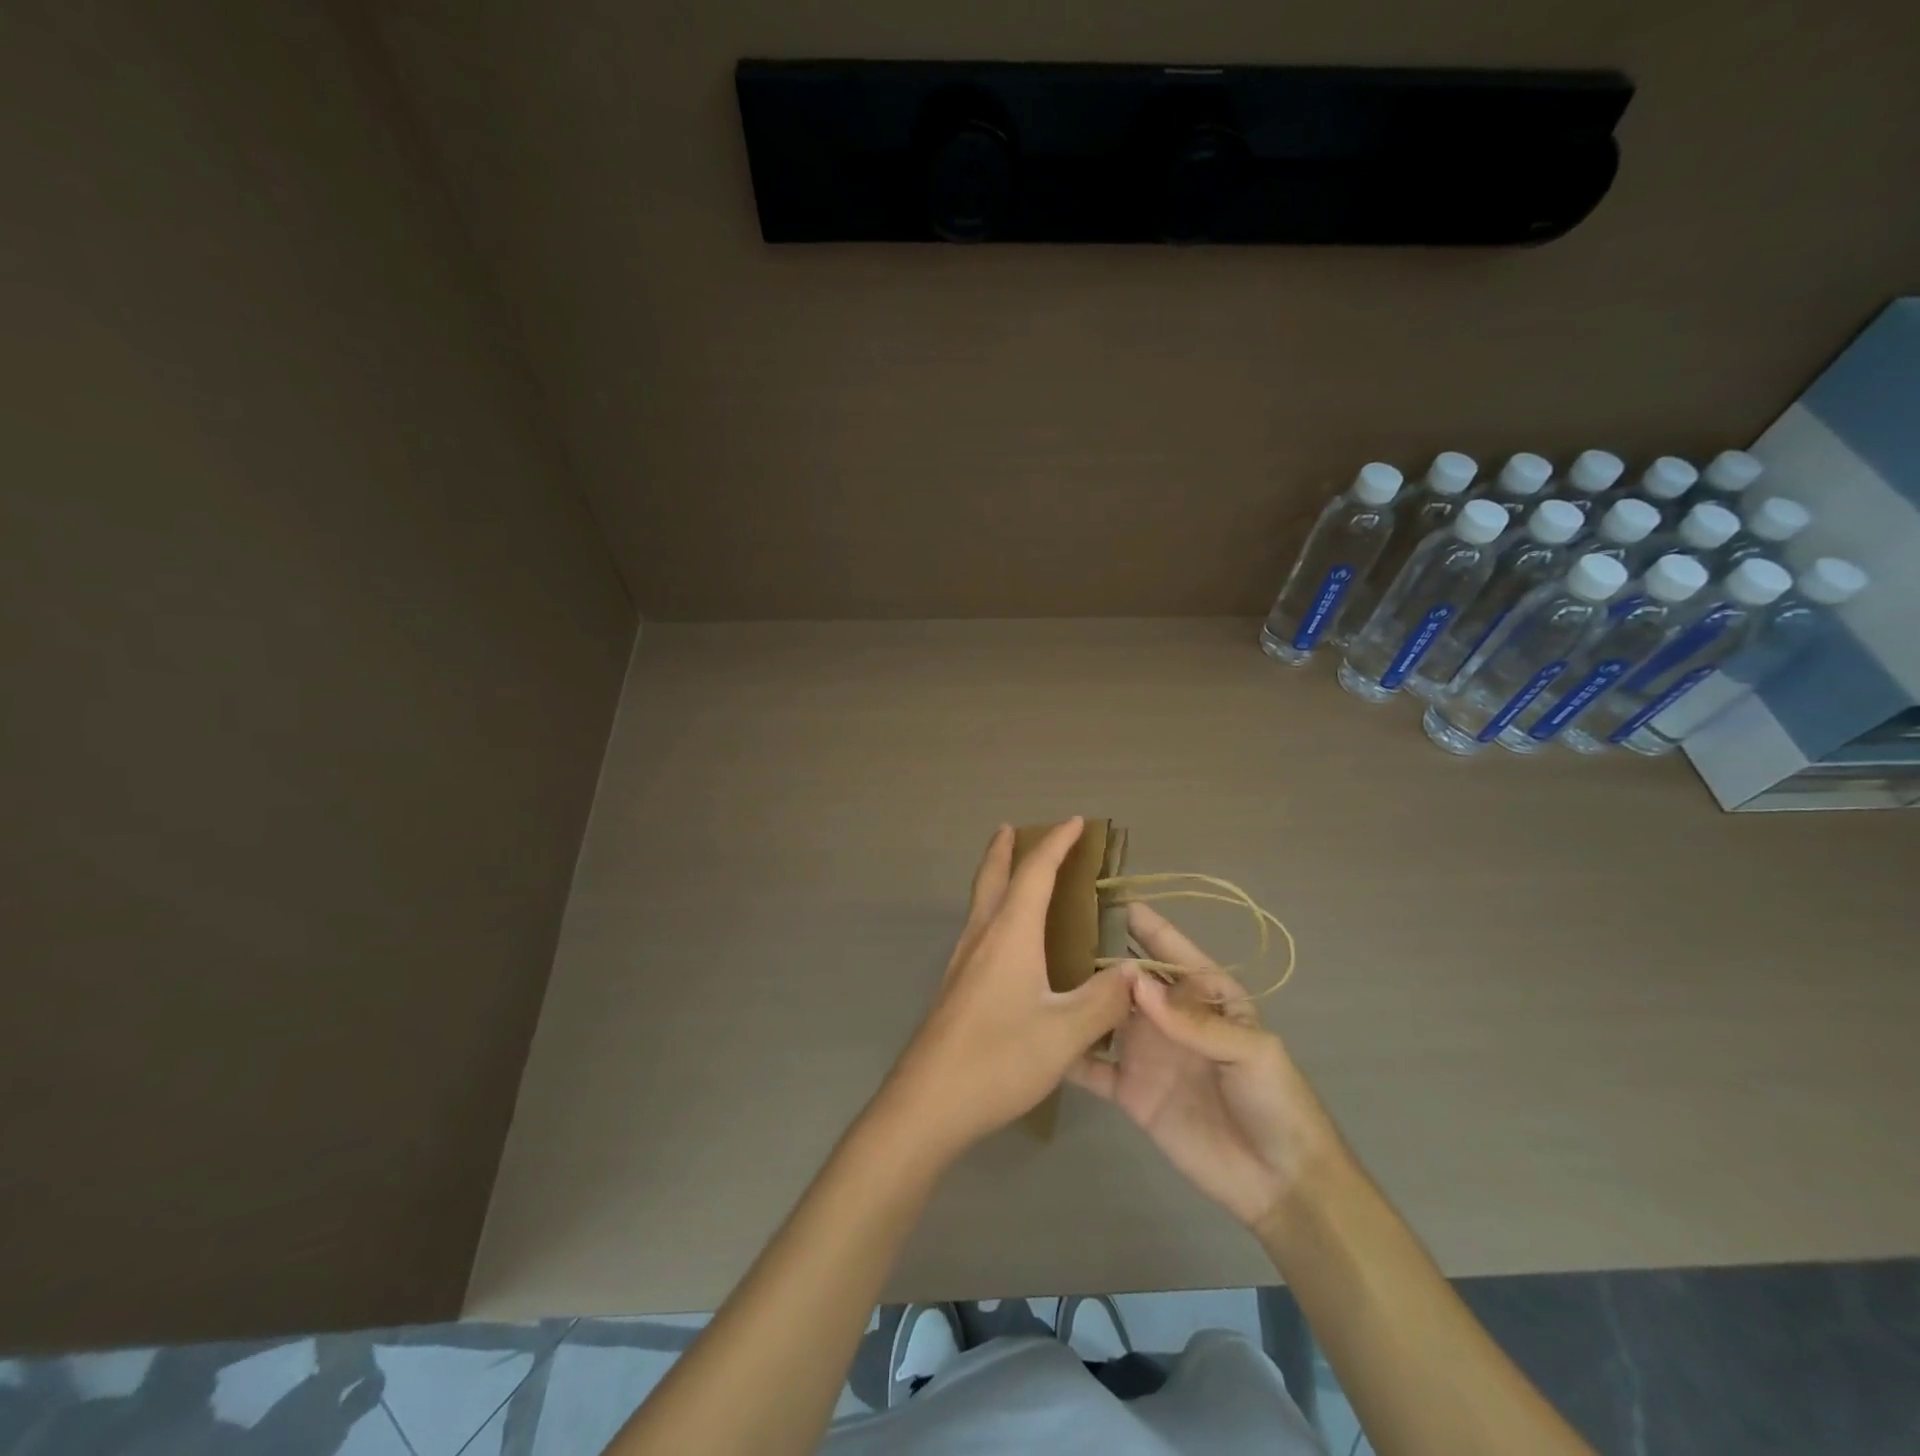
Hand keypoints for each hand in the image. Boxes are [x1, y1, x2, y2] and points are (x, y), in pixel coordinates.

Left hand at [880, 819, 1135, 1158]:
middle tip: (1011, 828)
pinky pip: (977, 928)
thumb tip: (1135, 971)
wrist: (927, 1102)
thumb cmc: (998, 1060)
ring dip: (995, 877)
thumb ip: (1104, 1001)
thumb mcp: (1064, 1034)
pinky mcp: (954, 986)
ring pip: (980, 903)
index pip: (1035, 874)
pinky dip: (992, 909)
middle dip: (1005, 849)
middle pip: (992, 877)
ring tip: (1009, 872)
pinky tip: (1002, 939)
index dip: (1056, 844)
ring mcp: (962, 962)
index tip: (1076, 822)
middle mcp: (981, 937)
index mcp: (1009, 935)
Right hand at [1068, 903, 1341, 1230]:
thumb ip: (1193, 1020)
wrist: (1279, 1184)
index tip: (1116, 901)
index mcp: (1206, 998)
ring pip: (1104, 1016)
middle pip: (1130, 980)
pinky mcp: (1128, 1090)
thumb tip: (1134, 981)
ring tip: (1039, 974)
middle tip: (1056, 931)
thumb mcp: (1250, 1051)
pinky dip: (1069, 1052)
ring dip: (1079, 998)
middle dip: (1101, 957)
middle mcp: (1169, 1018)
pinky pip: (1092, 1067)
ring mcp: (1145, 1053)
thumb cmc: (1276, 1102)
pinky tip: (1039, 1035)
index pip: (1173, 954)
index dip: (1149, 927)